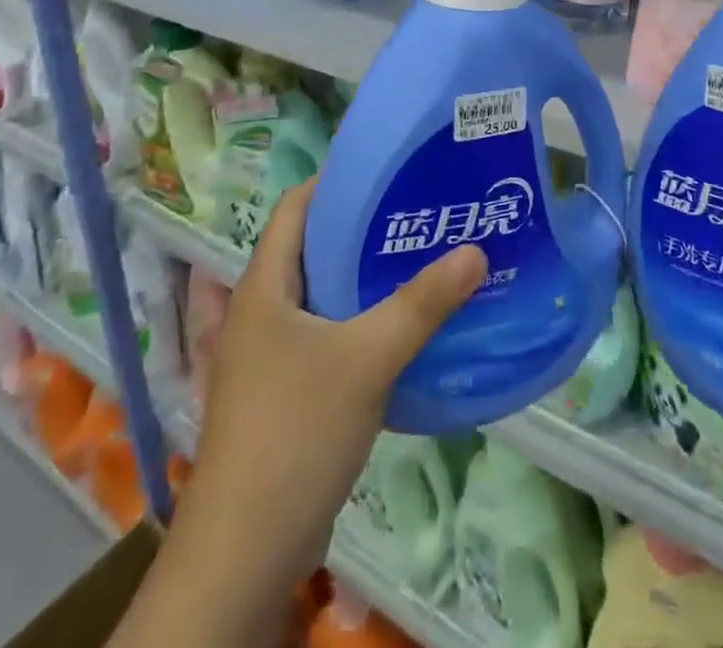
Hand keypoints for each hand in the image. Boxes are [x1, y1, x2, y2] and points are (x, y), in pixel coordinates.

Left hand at [109, 181, 485, 647]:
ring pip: (327, 295)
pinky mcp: (290, 391)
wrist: (245, 554)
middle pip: (316, 248)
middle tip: (423, 211)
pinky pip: (333, 336)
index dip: (338, 180)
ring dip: (370, 278)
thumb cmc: (295, 433)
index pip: (296, 207)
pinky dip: (367, 321)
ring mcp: (274, 355)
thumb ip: (421, 304)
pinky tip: (410, 325)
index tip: (391, 169)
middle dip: (367, 228)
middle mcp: (264, 311)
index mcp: (265, 287)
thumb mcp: (366, 359)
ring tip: (427, 257)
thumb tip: (476, 251)